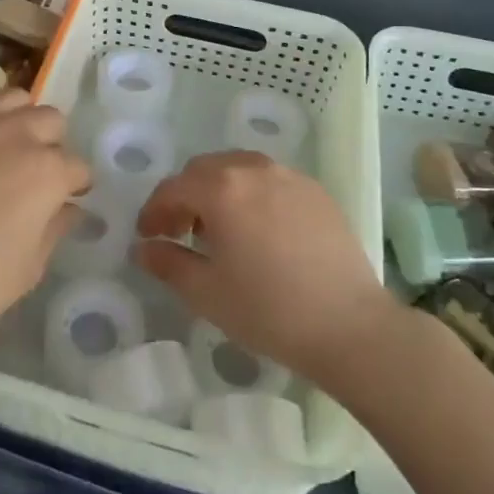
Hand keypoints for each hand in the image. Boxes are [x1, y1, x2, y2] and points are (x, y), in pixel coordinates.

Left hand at [0, 87, 86, 349]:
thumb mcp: (29, 268)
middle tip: (36, 173)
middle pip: (52, 120)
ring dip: (18, 118)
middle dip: (52, 144)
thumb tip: (70, 208)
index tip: (67, 199)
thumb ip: (56, 229)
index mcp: (48, 172)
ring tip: (7, 144)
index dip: (76, 186)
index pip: (79, 167)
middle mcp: (17, 135)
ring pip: (13, 97)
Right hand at [134, 151, 392, 384]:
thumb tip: (144, 248)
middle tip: (179, 231)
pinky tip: (259, 229)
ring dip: (218, 190)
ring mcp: (288, 175)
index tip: (147, 237)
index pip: (173, 188)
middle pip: (204, 169)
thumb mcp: (207, 293)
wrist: (350, 325)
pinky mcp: (315, 190)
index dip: (154, 211)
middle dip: (184, 196)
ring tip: (220, 228)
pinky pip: (270, 179)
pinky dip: (251, 193)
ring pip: (238, 168)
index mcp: (221, 189)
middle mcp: (252, 169)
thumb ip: (168, 263)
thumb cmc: (269, 311)